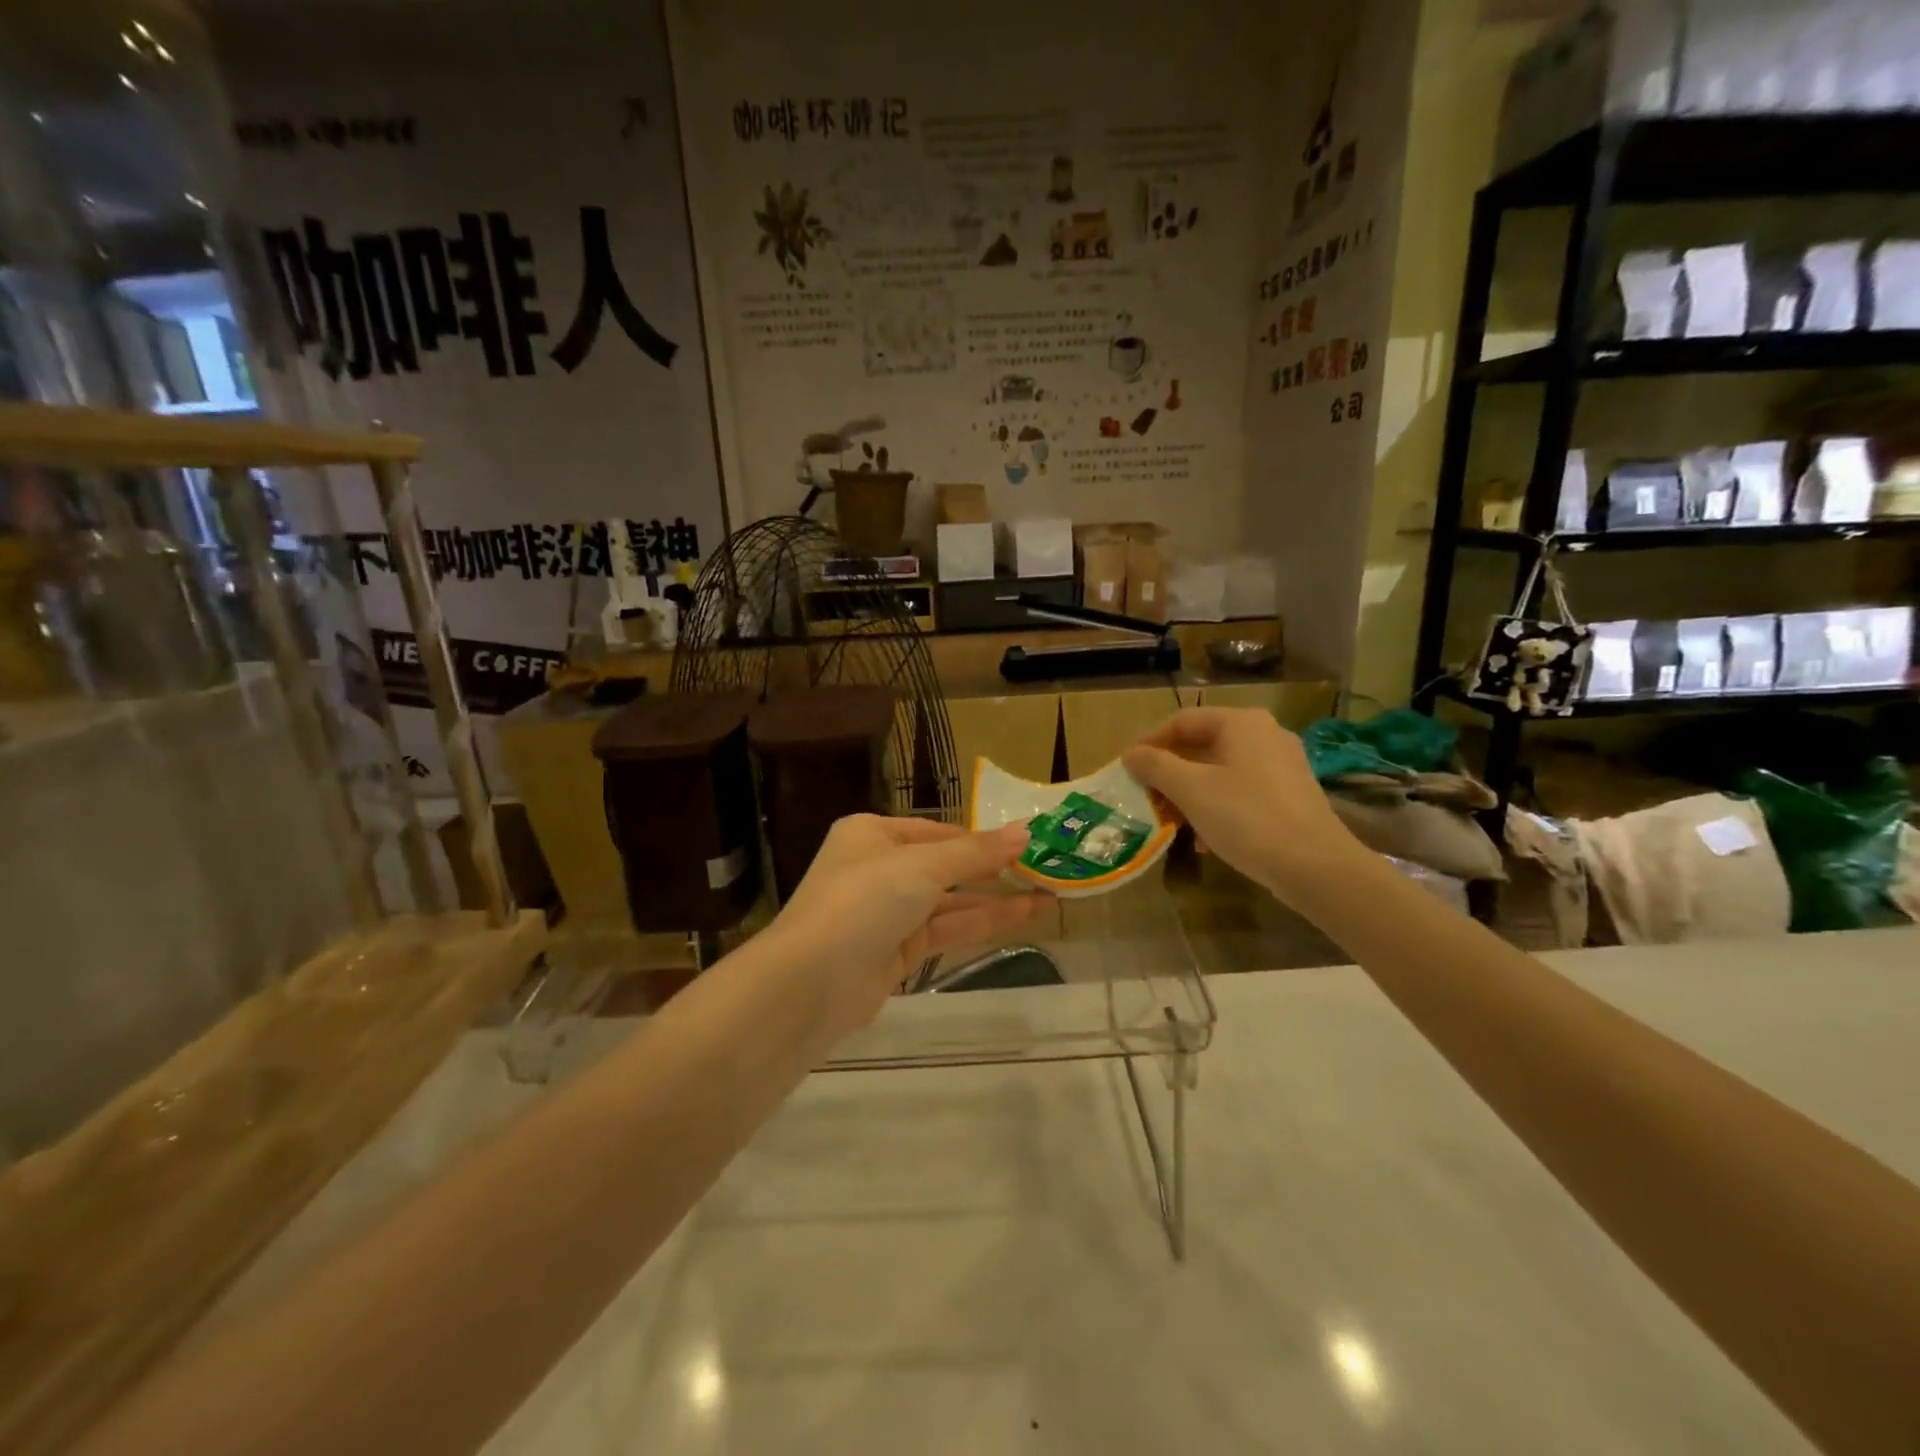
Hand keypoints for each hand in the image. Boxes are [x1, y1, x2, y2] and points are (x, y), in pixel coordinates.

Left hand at [767, 815, 1052, 1034]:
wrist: (810, 983)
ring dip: (996, 899)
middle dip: (992, 869)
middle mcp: (878, 869)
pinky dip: (981, 923)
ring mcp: (887, 914)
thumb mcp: (922, 866)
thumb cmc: (862, 901)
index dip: (979, 837)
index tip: (1024, 843)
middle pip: (945, 866)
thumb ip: (976, 852)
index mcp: (872, 834)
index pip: (936, 830)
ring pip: (950, 902)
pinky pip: (946, 930)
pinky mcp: (896, 952)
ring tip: (1049, 896)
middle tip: (1045, 869)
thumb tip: (1026, 831)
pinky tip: (1022, 917)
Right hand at [1122, 708, 1360, 897]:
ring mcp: (1282, 765)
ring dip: (1190, 794)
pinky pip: (1241, 791)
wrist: (1315, 866)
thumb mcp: (1191, 790)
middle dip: (1170, 773)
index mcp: (1241, 723)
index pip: (1182, 721)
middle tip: (1146, 797)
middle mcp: (1265, 734)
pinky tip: (1204, 839)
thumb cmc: (1246, 817)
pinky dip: (1217, 807)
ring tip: (1171, 822)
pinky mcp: (1291, 795)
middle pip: (1202, 746)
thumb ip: (1156, 766)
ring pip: (1221, 771)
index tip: (1127, 769)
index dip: (1149, 743)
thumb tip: (1131, 754)